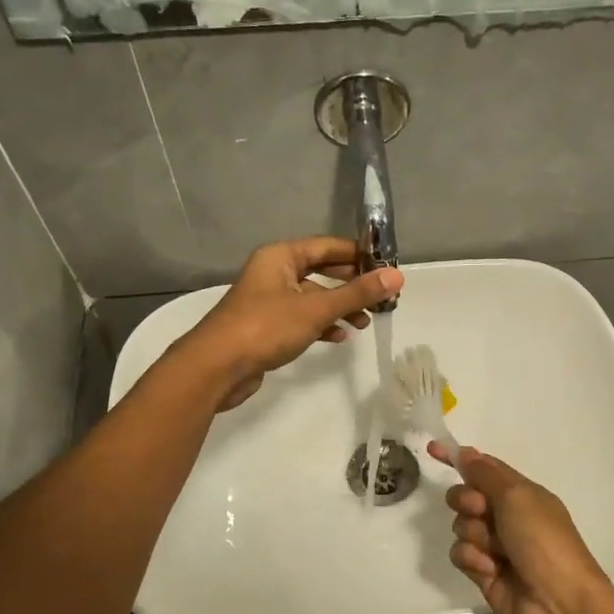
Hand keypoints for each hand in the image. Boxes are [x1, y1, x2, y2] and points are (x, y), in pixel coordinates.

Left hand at [180, 237, 401, 410]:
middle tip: (380, 297)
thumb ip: (357, 293)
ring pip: (313, 297)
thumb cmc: (266, 328)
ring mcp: (269, 300)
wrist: (216, 367)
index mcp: (281, 256)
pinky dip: (321, 324)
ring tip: (364, 322)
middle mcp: (274, 272)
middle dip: (351, 284)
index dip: (359, 255)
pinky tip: (339, 336)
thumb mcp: (316, 309)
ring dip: (339, 307)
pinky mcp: (267, 326)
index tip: (387, 268)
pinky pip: (302, 318)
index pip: (328, 246)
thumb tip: (397, 276)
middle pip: (321, 271)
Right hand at [430, 444, 611, 613]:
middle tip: (480, 511)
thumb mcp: (517, 497)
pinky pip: (461, 554)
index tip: (432, 450)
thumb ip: (486, 473)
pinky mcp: (484, 573)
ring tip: (494, 551)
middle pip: (466, 496)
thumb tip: (466, 452)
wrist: (559, 604)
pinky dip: (472, 559)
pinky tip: (489, 569)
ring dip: (473, 534)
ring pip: (461, 526)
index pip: (484, 468)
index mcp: (521, 493)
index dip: (459, 459)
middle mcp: (507, 516)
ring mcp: (495, 546)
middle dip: (466, 501)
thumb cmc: (543, 541)